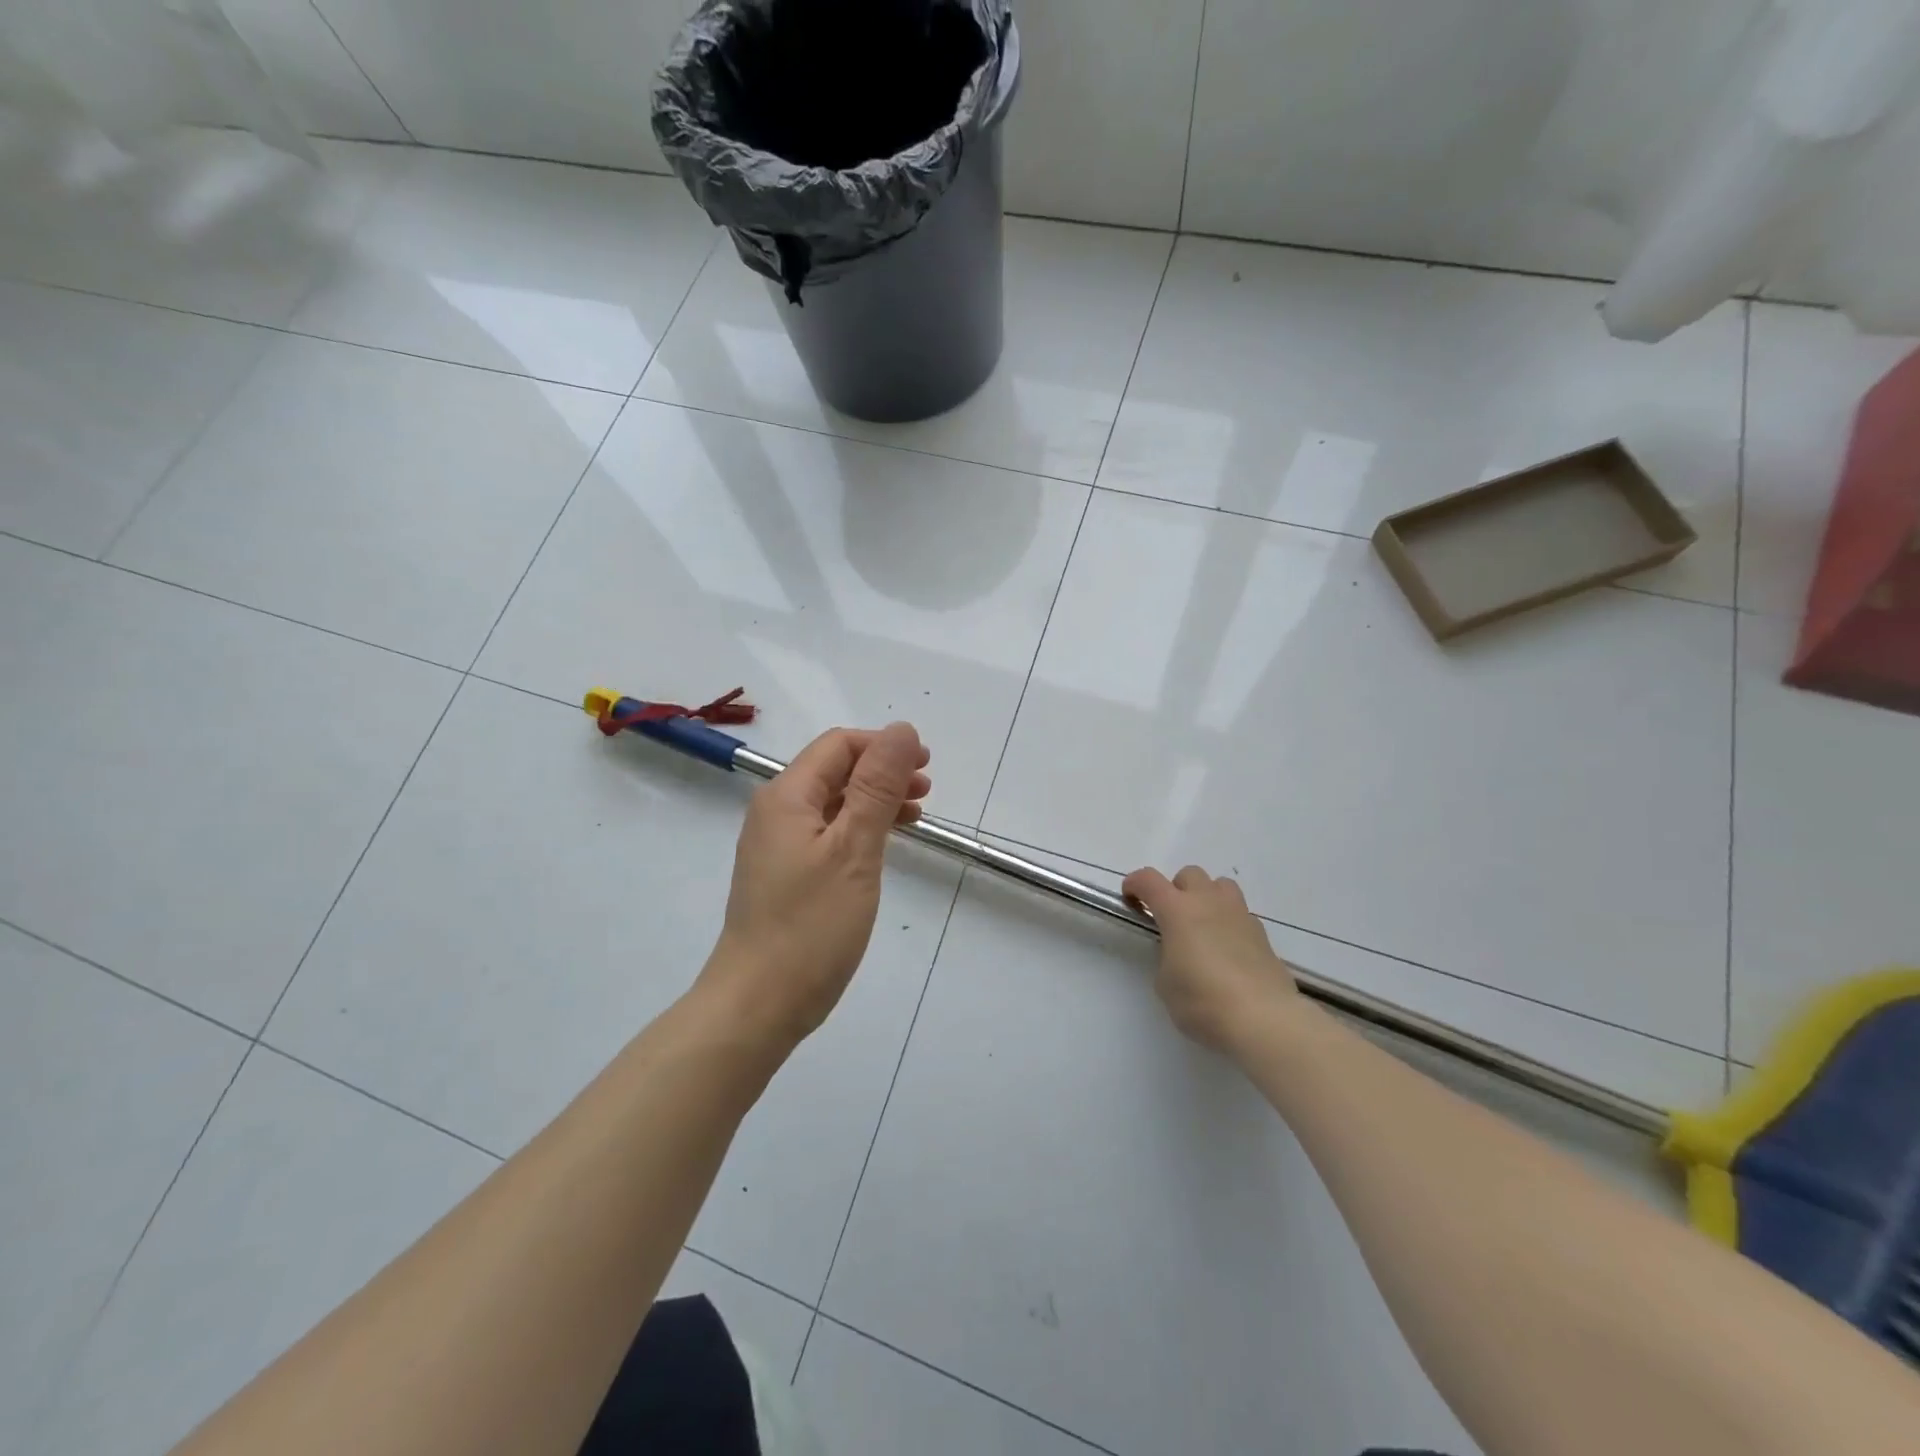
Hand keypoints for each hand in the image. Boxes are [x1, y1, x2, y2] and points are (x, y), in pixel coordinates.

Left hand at [700, 723, 930, 1048]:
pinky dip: (860, 829)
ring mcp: (778, 846)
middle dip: (883, 771)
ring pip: (833, 803)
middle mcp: (776, 812)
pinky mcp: (785, 875)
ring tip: (915, 815)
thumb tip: (902, 729)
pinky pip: (827, 833)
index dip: (884, 746)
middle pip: (835, 771)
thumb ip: (878, 787)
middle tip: (926, 790)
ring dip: (875, 800)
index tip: (926, 765)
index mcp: (787, 796)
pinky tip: (883, 846)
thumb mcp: (854, 849)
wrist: (758, 1004)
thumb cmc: (811, 926)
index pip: (839, 746)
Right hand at [1122, 865, 1301, 1054]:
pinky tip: (1228, 952)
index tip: (1130, 900)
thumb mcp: (1165, 983)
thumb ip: (1167, 957)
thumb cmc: (1203, 1001)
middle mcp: (1209, 903)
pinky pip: (1240, 914)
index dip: (1135, 884)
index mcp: (1177, 910)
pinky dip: (1229, 923)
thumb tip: (1179, 953)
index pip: (1148, 880)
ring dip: (1207, 898)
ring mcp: (1239, 915)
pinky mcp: (1262, 934)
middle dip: (1176, 890)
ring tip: (1203, 928)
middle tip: (1172, 919)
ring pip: (1220, 886)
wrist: (1263, 1019)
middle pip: (1189, 874)